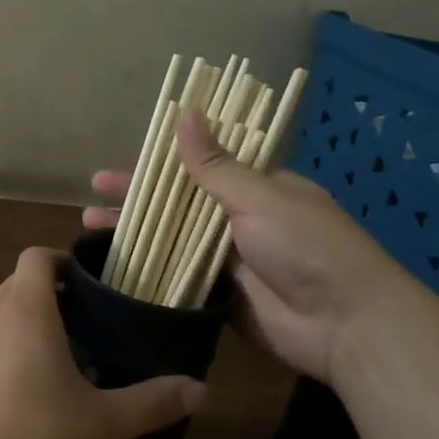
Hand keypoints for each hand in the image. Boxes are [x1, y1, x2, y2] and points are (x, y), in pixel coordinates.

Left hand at [0, 247, 206, 438]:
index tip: (88, 285)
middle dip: (48, 300)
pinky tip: (15, 404)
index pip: (36, 257)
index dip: (61, 260)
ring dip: (21, 332)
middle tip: (84, 332)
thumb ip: (151, 402)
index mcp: (24, 312)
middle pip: (16, 287)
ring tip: (53, 371)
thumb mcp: (102, 426)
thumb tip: (200, 389)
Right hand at [86, 112, 417, 383]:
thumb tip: (185, 112)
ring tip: (90, 229)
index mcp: (257, 189)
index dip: (160, 164)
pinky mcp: (222, 299)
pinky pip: (180, 280)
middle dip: (137, 201)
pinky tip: (116, 269)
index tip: (126, 160)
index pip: (200, 167)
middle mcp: (242, 221)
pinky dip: (151, 274)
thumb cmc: (307, 247)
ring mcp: (231, 262)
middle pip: (180, 205)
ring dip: (136, 235)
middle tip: (93, 196)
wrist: (347, 326)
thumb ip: (215, 165)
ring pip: (174, 242)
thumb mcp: (260, 198)